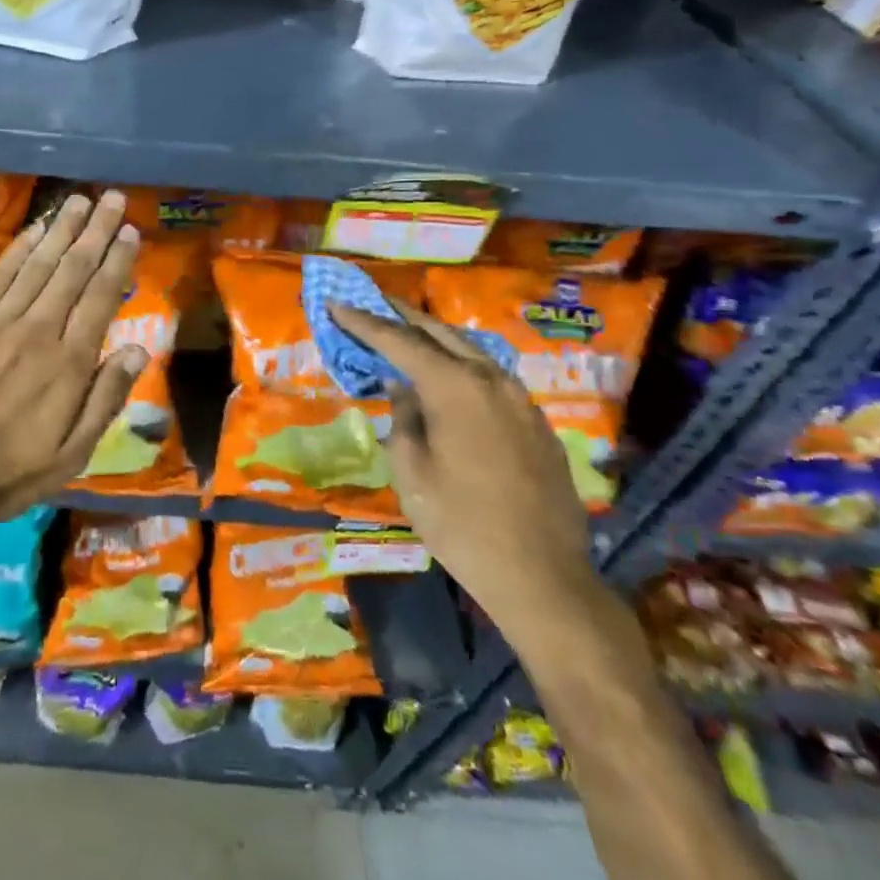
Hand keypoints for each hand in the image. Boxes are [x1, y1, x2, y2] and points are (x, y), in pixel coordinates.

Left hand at [0, 190, 145, 537]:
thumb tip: (137, 348)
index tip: (130, 232)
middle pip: (73, 269)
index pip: (101, 297)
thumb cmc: (8, 471)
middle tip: (113, 198)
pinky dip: (21, 248)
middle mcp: (39, 330)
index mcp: (69, 363)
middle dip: (96, 231)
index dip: (117, 261)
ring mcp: (0, 321)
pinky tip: (36, 229)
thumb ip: (106, 398)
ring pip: (39, 263)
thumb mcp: (72, 454)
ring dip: (62, 228)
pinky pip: (1, 274)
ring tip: (81, 200)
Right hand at [330, 301, 598, 639]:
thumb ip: (403, 418)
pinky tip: (452, 374)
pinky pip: (492, 376)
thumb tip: (401, 387)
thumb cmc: (461, 524)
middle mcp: (490, 380)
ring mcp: (520, 400)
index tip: (336, 303)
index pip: (398, 341)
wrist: (542, 577)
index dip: (364, 321)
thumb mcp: (411, 471)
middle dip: (402, 315)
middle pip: (440, 332)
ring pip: (471, 350)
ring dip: (436, 336)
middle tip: (373, 302)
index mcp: (454, 387)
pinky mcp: (537, 423)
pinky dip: (463, 363)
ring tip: (409, 329)